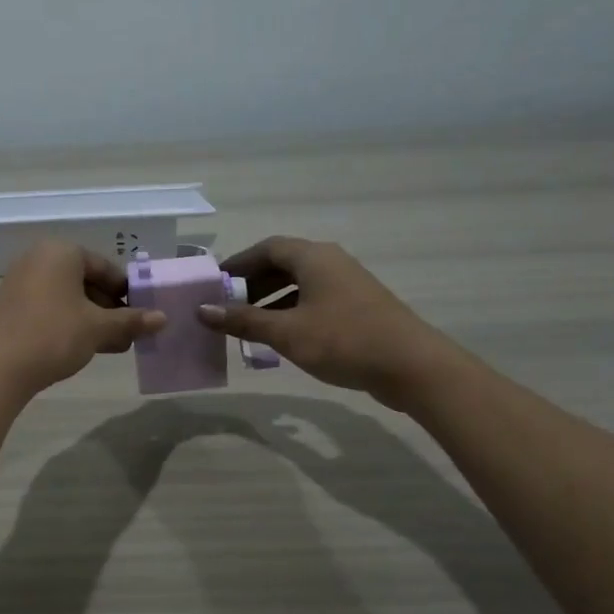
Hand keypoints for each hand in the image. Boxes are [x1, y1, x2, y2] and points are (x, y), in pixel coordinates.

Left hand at [0, 241, 165, 399]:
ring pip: (68, 297)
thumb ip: (131, 321)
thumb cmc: (54, 336)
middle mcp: (37, 258)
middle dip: (110, 308)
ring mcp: (19, 281)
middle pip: (86, 281)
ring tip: (112, 345)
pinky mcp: (10, 305)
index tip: (142, 315)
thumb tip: (163, 318)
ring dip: (92, 319)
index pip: (105, 267)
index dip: (128, 293)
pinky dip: (69, 322)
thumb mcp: (98, 328)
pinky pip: (49, 307)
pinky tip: (84, 347)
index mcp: (60, 252)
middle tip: (129, 334)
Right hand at [196, 236, 465, 409]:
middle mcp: (331, 262)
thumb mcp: (286, 332)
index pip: (267, 248)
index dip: (238, 263)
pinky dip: (292, 312)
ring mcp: (348, 284)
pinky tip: (281, 337)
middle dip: (252, 284)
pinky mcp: (358, 307)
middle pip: (283, 264)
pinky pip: (315, 300)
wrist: (410, 365)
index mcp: (313, 258)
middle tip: (227, 307)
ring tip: (248, 325)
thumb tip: (203, 310)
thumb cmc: (343, 340)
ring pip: (300, 284)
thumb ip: (243, 320)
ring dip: (271, 300)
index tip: (214, 283)